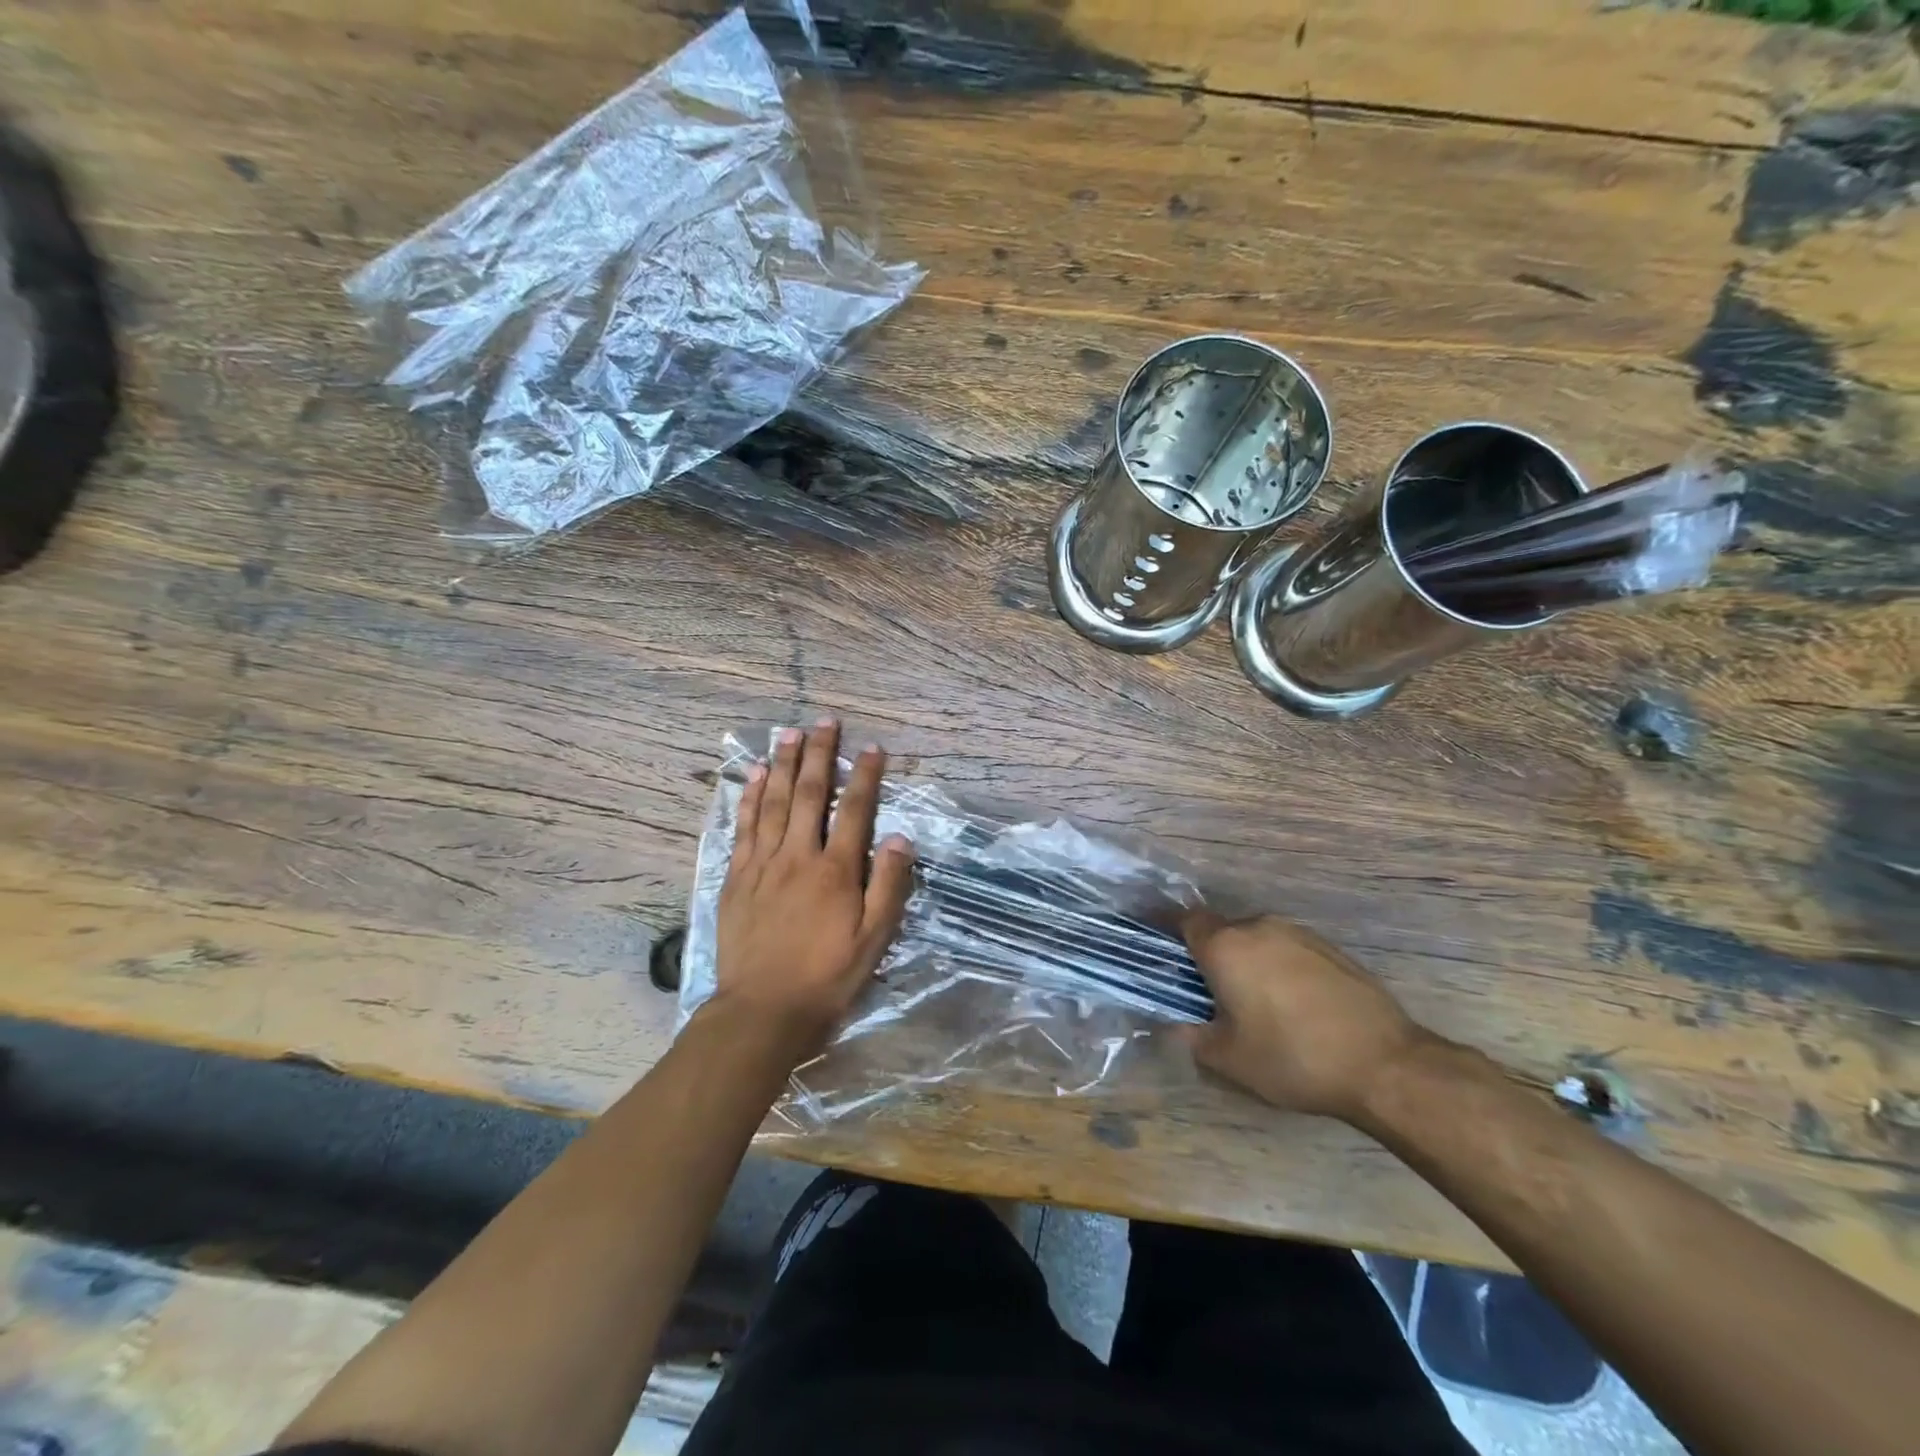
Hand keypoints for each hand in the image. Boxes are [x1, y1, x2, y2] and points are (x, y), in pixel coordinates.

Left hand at [709, 719, 914, 1057]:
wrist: (762, 1012)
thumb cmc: (827, 978)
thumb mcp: (874, 939)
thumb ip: (888, 886)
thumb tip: (899, 837)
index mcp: (836, 871)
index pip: (855, 810)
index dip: (865, 776)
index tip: (872, 747)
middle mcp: (798, 856)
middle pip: (809, 794)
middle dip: (819, 755)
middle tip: (825, 722)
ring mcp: (762, 864)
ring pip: (773, 802)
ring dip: (783, 764)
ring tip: (789, 733)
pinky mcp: (737, 877)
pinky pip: (744, 826)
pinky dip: (749, 797)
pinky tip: (753, 776)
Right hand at [1179, 911, 1431, 1121]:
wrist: (1385, 1065)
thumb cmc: (1292, 1058)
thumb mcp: (1228, 1059)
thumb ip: (1190, 1037)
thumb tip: (1173, 1025)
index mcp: (1226, 945)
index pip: (1183, 920)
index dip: (1167, 932)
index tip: (1159, 951)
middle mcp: (1258, 927)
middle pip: (1221, 930)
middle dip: (1210, 955)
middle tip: (1209, 992)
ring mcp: (1299, 934)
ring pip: (1256, 939)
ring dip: (1247, 961)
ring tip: (1253, 1002)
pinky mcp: (1331, 949)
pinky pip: (1287, 949)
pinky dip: (1278, 968)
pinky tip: (1291, 1006)